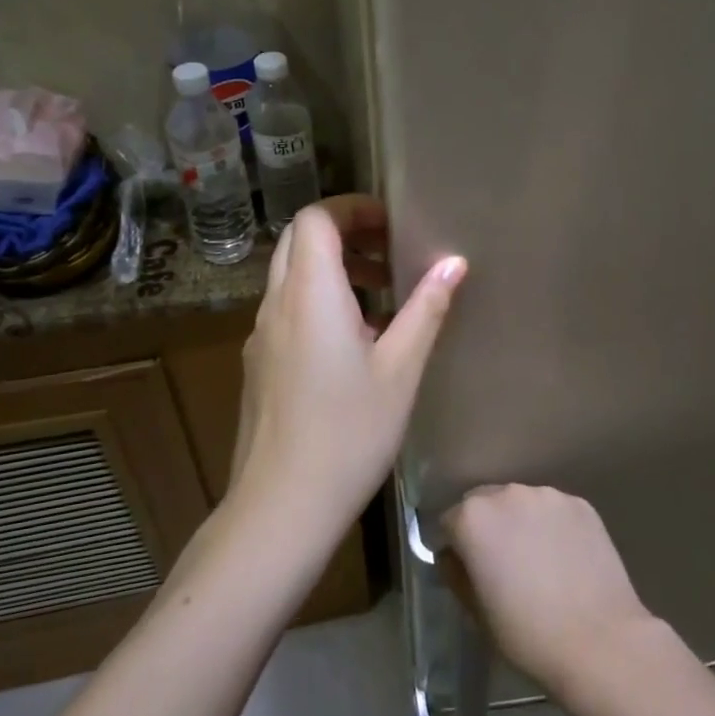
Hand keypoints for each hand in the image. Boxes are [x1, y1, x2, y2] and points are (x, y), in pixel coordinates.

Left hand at [229, 195, 466, 549]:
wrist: (281, 506)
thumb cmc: (349, 433)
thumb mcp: (401, 369)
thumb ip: (426, 309)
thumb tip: (454, 262)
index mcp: (310, 294)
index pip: (315, 219)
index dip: (352, 209)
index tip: (392, 224)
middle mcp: (276, 304)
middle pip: (299, 240)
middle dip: (344, 233)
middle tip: (390, 252)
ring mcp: (261, 335)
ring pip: (291, 275)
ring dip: (333, 269)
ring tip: (383, 295)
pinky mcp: (259, 363)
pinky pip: (287, 309)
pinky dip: (319, 301)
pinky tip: (357, 341)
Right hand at [441, 485, 659, 695]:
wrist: (600, 641)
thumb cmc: (528, 634)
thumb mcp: (477, 613)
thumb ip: (458, 575)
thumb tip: (454, 557)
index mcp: (474, 518)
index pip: (451, 522)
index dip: (456, 546)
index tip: (468, 570)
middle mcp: (508, 494)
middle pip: (485, 503)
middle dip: (487, 526)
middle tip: (502, 564)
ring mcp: (548, 495)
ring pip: (522, 503)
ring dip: (520, 522)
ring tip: (538, 560)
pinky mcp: (581, 503)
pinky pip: (554, 510)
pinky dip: (552, 526)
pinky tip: (565, 558)